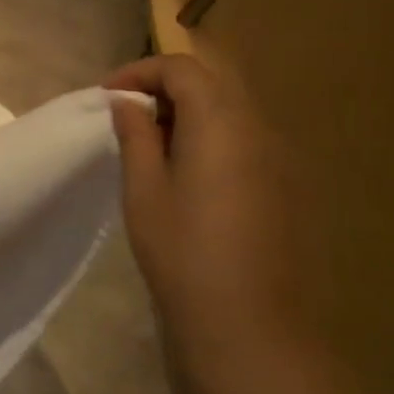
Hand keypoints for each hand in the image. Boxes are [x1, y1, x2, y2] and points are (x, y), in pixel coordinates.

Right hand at [105, 55, 311, 374]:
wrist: (251, 325)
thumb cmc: (184, 253)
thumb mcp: (144, 190)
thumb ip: (136, 136)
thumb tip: (127, 103)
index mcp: (222, 124)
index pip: (182, 68)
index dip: (140, 71)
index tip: (107, 98)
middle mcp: (260, 130)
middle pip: (212, 82)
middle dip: (165, 87)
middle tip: (127, 115)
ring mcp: (280, 159)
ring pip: (231, 109)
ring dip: (188, 111)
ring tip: (150, 143)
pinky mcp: (287, 186)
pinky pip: (245, 138)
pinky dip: (210, 136)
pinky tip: (186, 173)